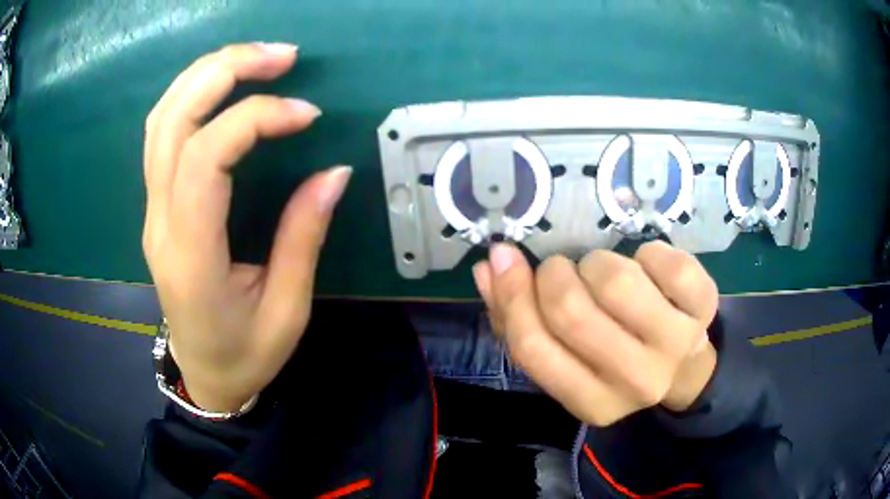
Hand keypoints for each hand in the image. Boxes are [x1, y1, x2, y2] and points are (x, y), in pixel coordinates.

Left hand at [143, 43, 350, 411]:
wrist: (204, 373)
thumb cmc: (245, 354)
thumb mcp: (287, 310)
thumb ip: (304, 237)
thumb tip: (335, 170)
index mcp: (192, 255)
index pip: (205, 158)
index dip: (255, 119)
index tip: (307, 114)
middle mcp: (161, 222)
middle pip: (173, 120)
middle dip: (226, 71)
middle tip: (283, 56)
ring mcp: (152, 209)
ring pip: (161, 118)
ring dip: (207, 74)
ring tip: (257, 58)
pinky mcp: (157, 203)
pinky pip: (162, 132)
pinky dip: (192, 95)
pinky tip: (225, 85)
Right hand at [473, 241, 718, 425]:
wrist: (683, 367)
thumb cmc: (615, 361)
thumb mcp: (568, 358)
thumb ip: (517, 320)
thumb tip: (488, 269)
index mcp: (591, 403)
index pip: (533, 348)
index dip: (511, 295)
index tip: (505, 258)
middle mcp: (635, 382)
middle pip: (573, 312)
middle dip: (555, 276)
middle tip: (561, 271)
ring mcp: (676, 345)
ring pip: (618, 282)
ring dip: (598, 264)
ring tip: (603, 275)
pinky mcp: (704, 307)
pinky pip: (668, 263)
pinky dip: (648, 253)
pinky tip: (646, 268)